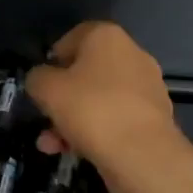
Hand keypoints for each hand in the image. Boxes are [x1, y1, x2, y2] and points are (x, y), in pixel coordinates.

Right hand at [26, 21, 179, 181]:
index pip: (72, 38)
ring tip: (52, 146)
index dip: (53, 61)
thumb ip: (37, 78)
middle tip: (46, 118)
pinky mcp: (155, 118)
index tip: (42, 84)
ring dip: (74, 120)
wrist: (143, 156)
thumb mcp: (47, 89)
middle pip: (86, 72)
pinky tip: (77, 153)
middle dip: (62, 98)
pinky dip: (97, 132)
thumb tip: (41, 81)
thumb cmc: (91, 109)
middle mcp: (132, 54)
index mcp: (107, 36)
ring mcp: (147, 87)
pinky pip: (117, 118)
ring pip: (100, 99)